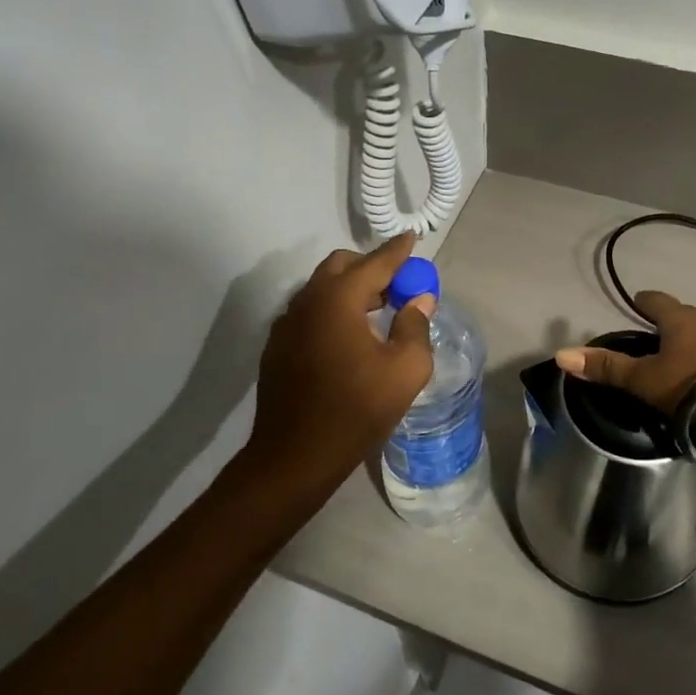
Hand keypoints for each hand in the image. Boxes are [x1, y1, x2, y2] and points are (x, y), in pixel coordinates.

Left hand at [239, 232, 435, 504]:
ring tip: (376, 313)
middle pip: (341, 267)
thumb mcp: (405, 370)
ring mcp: (286, 323)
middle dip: (371, 268)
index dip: (398, 251)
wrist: (295, 455)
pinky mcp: (277, 346)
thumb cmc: (357, 409)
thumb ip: (415, 327)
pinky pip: (309, 313)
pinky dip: (332, 311)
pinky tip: (347, 339)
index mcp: (338, 300)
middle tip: (397, 287)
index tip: (413, 239)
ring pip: (321, 289)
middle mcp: (307, 301)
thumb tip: (419, 300)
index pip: (375, 263)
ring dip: (350, 290)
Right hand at [555, 289, 695, 420]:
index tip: (636, 301)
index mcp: (678, 320)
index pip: (655, 299)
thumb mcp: (643, 380)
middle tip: (652, 336)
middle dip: (667, 323)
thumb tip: (562, 354)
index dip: (643, 300)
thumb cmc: (692, 385)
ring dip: (689, 343)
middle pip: (681, 316)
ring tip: (676, 360)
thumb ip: (606, 368)